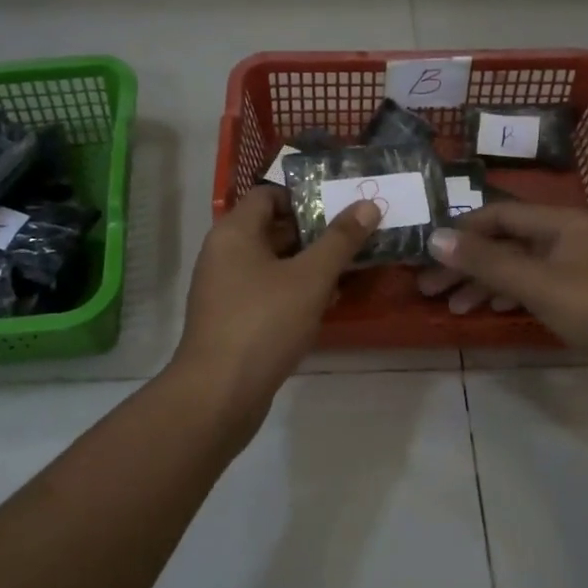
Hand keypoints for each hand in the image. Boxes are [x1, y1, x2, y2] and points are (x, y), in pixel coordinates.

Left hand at [173, 185, 380, 423]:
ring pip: (272, 263)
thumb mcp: (311, 278)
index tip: (341, 206)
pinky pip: (267, 291)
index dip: (305, 196)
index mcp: (234, 232)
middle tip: (356, 235)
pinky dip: (294, 290)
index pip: (268, 195)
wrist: (219, 392)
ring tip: (350, 267)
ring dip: (308, 264)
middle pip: (272, 228)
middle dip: (314, 232)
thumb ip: (340, 240)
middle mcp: (224, 253)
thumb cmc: (264, 322)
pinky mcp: (232, 318)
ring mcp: (225, 288)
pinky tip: (326, 302)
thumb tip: (368, 204)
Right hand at [420, 203, 587, 389]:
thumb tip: (435, 237)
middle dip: (466, 263)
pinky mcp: (579, 297)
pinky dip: (505, 296)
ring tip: (449, 305)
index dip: (461, 231)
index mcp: (561, 223)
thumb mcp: (538, 284)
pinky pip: (531, 287)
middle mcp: (567, 237)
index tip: (427, 254)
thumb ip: (486, 262)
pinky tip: (483, 310)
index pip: (499, 215)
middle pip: (505, 242)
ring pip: (516, 267)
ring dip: (481, 283)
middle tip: (427, 287)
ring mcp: (574, 268)